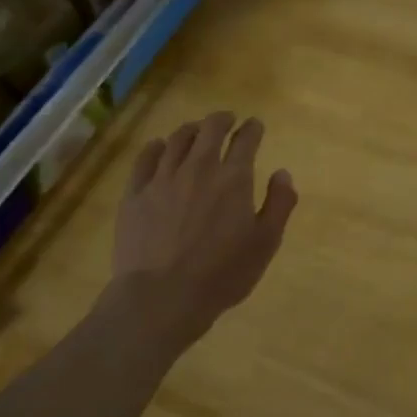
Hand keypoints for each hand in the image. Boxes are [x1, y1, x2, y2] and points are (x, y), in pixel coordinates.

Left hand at [109, 112, 297, 341]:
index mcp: (233, 179)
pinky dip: (155, 147)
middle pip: (209, 130)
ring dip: (191, 130)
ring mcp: (162, 179)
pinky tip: (158, 147)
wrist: (161, 297)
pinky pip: (144, 160)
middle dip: (221, 120)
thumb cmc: (222, 273)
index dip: (252, 129)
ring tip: (196, 130)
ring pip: (176, 140)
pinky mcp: (134, 195)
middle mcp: (198, 168)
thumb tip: (282, 173)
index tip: (255, 125)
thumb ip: (279, 204)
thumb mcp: (266, 243)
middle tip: (227, 119)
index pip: (245, 140)